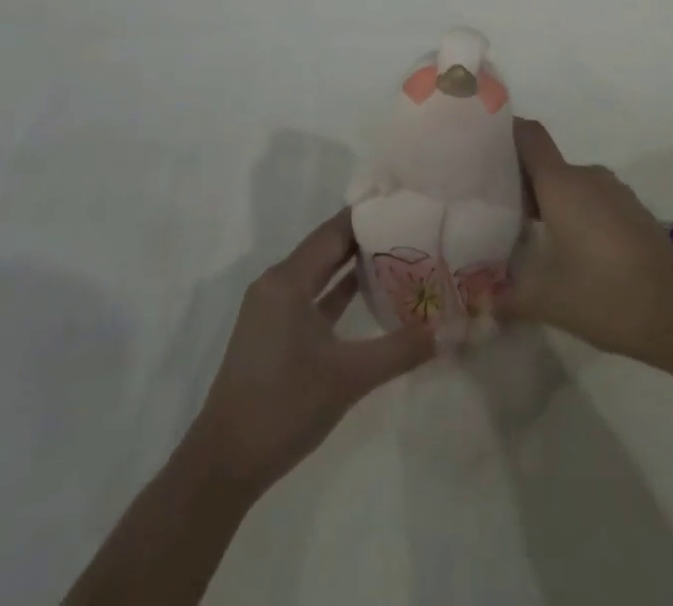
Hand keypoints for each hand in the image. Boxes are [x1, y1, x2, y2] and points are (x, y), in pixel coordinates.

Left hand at [181, 210, 433, 497]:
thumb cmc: (283, 408)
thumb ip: (400, 350)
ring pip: (320, 273)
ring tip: (401, 253)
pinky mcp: (274, 333)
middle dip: (368, 238)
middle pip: (328, 247)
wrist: (223, 468)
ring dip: (354, 264)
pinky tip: (371, 293)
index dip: (370, 216)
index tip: (407, 205)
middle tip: (412, 227)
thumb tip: (449, 331)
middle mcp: (277, 284)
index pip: (335, 231)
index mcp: (287, 281)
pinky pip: (313, 297)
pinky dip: (339, 292)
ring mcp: (273, 310)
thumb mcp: (349, 377)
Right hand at [496, 118, 672, 368]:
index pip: (529, 136)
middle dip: (518, 180)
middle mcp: (587, 177)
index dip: (504, 132)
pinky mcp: (631, 211)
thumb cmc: (606, 295)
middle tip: (491, 207)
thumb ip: (507, 296)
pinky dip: (572, 213)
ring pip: (568, 183)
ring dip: (547, 200)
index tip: (479, 147)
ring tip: (523, 232)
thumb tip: (482, 303)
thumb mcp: (547, 300)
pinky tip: (565, 248)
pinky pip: (591, 199)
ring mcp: (614, 192)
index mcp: (562, 184)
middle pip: (545, 163)